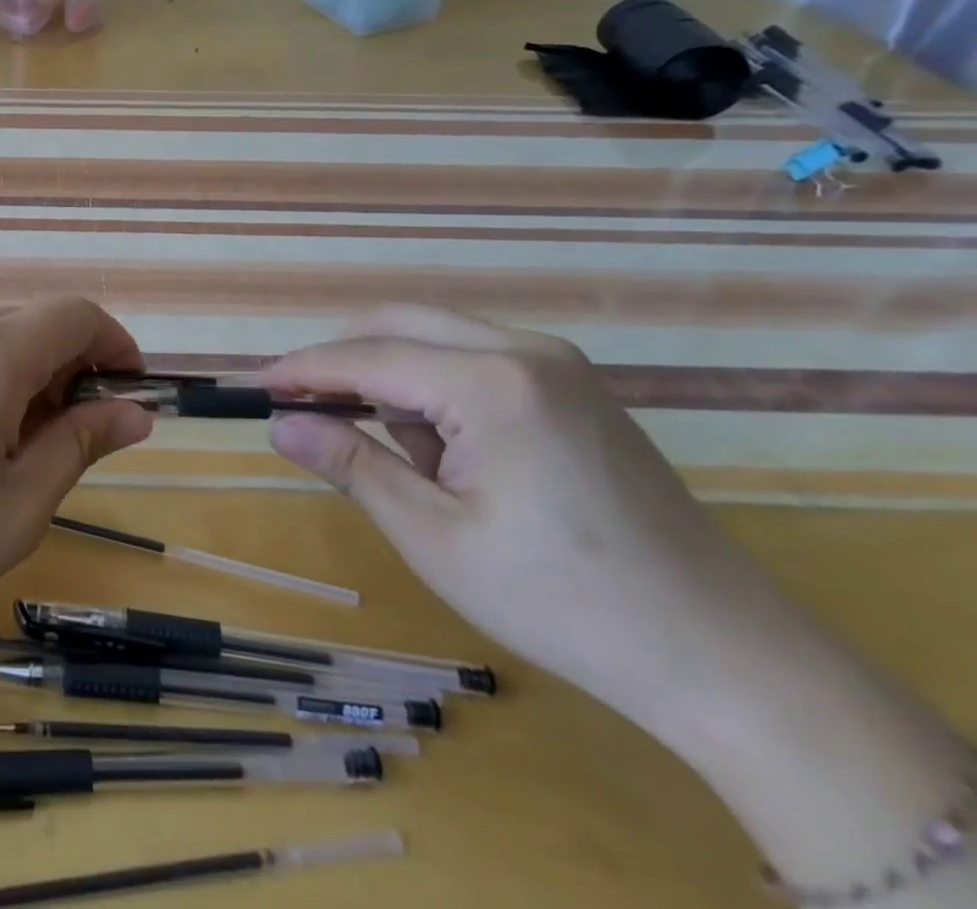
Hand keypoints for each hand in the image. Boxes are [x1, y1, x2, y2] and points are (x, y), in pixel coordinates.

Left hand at [0, 298, 150, 656]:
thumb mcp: (19, 506)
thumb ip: (82, 443)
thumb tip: (136, 413)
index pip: (76, 316)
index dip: (117, 348)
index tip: (132, 399)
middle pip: (40, 325)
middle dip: (74, 373)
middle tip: (75, 448)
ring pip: (4, 340)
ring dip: (35, 382)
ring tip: (21, 457)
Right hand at [262, 305, 800, 736]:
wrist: (723, 655)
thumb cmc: (561, 601)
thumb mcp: (434, 536)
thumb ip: (351, 464)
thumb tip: (278, 424)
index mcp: (491, 383)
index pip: (368, 357)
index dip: (303, 369)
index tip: (254, 385)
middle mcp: (525, 350)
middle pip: (399, 323)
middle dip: (344, 362)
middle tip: (302, 407)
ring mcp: (557, 363)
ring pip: (435, 338)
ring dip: (394, 380)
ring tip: (406, 462)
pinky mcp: (573, 386)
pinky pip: (474, 359)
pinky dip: (436, 390)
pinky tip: (450, 453)